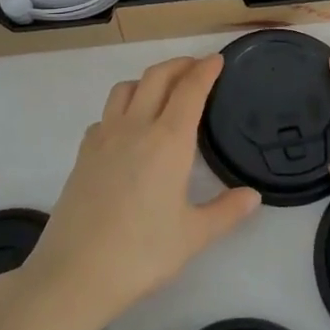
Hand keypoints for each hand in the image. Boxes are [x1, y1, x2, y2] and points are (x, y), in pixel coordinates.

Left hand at [18, 56, 260, 329]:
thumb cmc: (142, 253)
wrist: (76, 271)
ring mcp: (104, 136)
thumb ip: (226, 211)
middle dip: (179, 65)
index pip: (190, 89)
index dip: (205, 70)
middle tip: (196, 67)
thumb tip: (252, 195)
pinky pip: (106, 114)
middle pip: (157, 77)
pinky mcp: (83, 152)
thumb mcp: (193, 236)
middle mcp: (135, 126)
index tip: (217, 59)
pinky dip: (122, 108)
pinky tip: (128, 129)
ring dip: (148, 79)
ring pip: (126, 88)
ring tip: (162, 91)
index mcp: (168, 140)